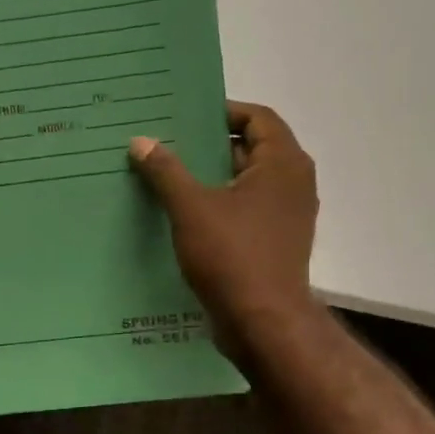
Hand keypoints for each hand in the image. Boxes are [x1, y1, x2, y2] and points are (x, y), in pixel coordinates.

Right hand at [129, 101, 319, 353]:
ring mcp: (287, 215)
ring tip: (169, 175)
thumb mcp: (191, 208)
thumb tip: (141, 140)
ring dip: (212, 176)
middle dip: (210, 144)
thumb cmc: (233, 256)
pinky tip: (184, 213)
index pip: (258, 117)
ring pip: (246, 182)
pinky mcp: (275, 242)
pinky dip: (220, 204)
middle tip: (169, 142)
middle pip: (252, 148)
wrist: (263, 322)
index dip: (223, 111)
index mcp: (283, 164)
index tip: (186, 115)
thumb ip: (166, 171)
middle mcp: (293, 183)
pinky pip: (246, 209)